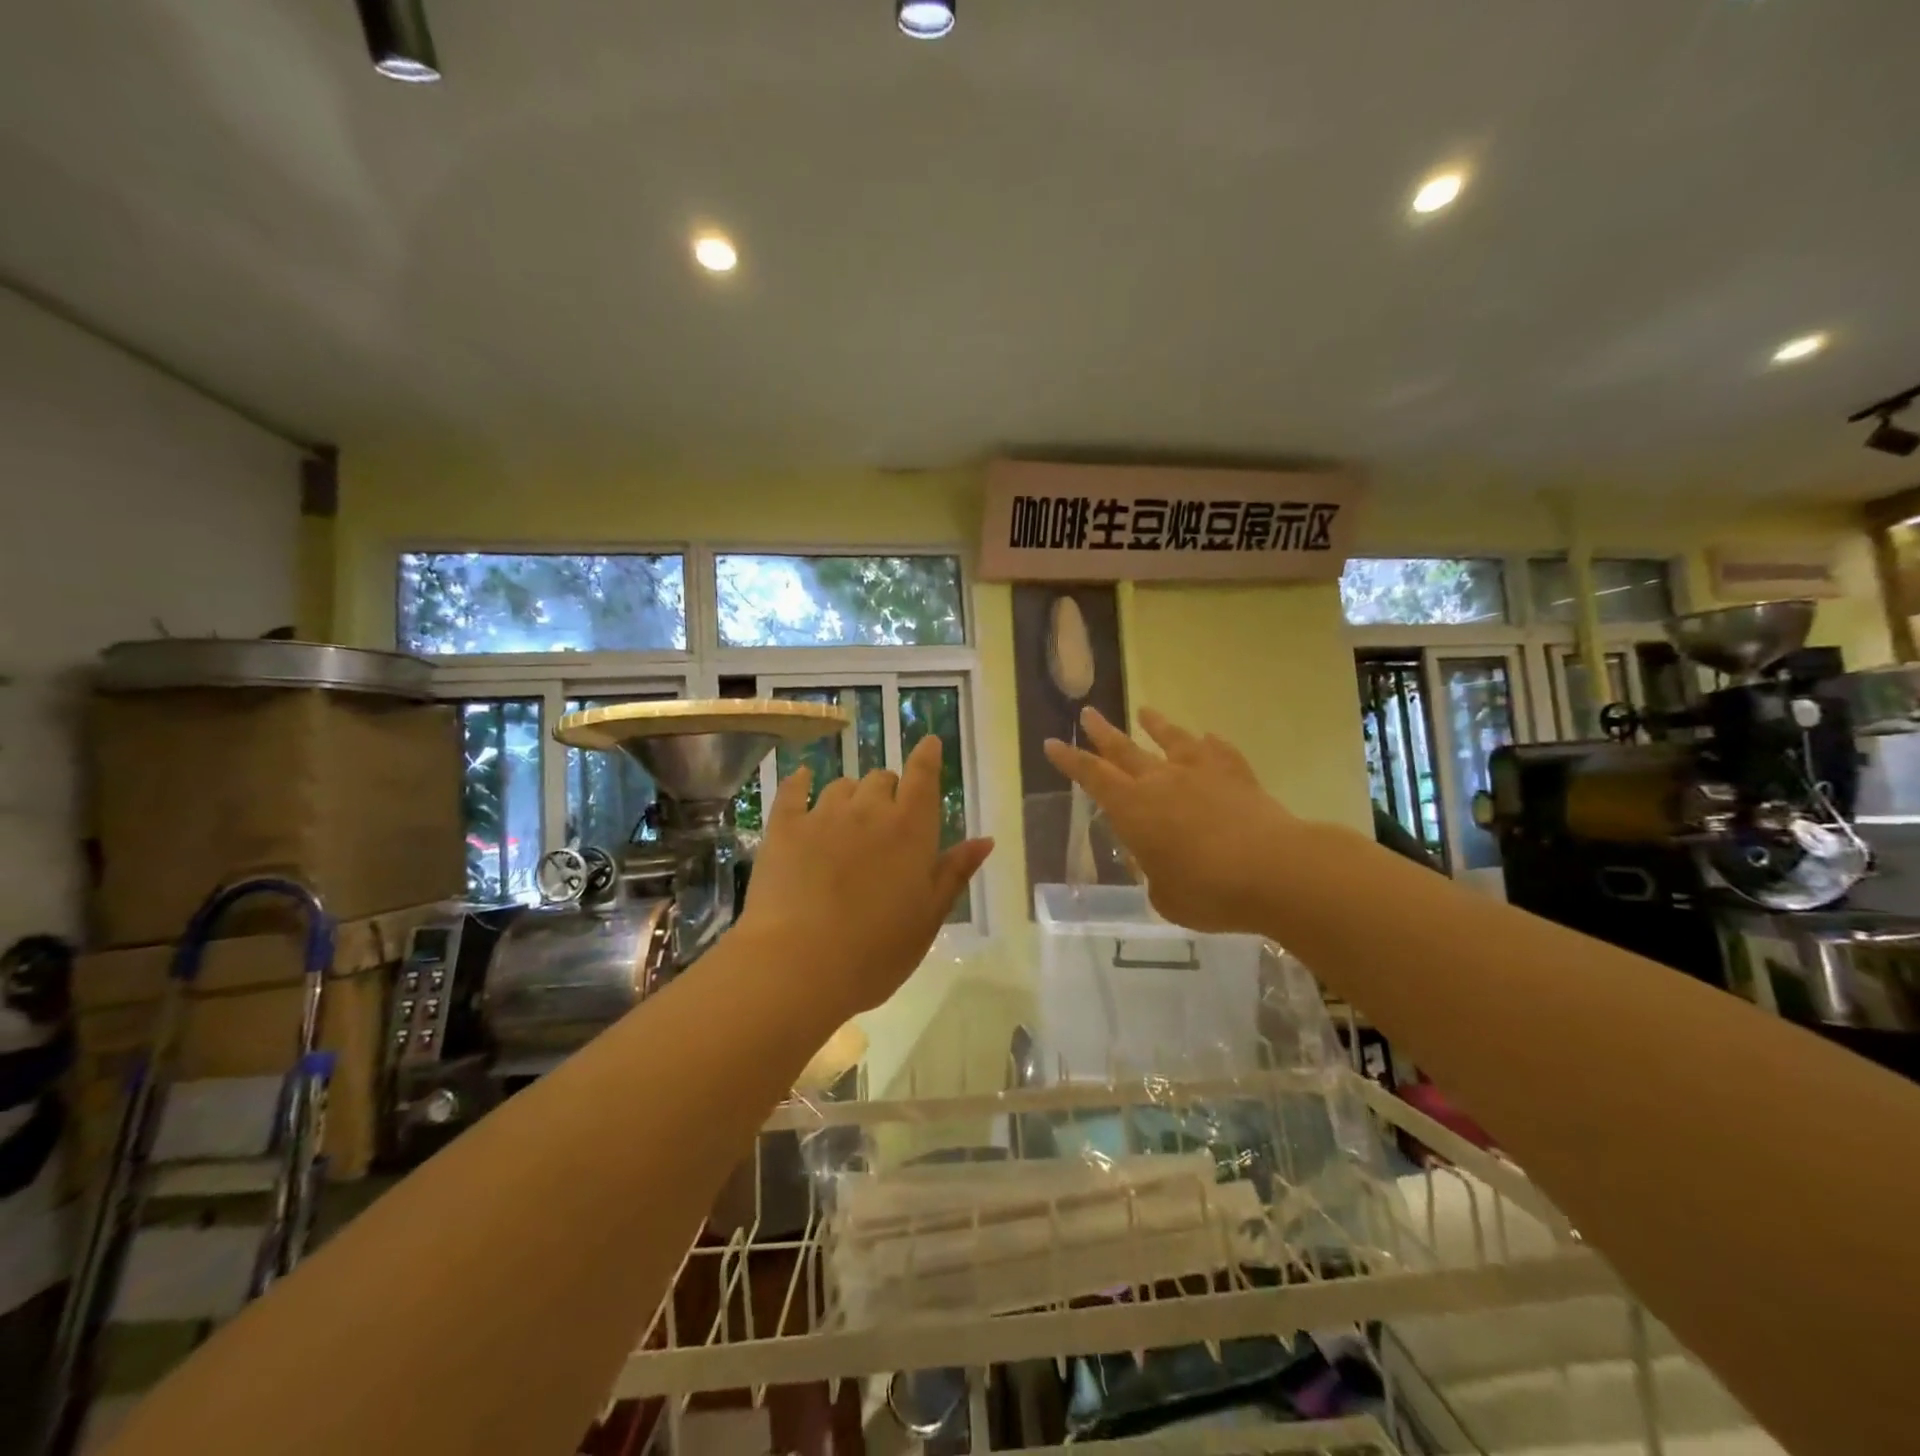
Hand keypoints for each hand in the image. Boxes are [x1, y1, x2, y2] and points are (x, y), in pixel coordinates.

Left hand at [735, 736, 993, 1017]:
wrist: (799, 965)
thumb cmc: (876, 950)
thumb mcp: (928, 917)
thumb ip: (955, 872)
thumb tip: (985, 840)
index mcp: (910, 829)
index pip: (923, 777)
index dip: (927, 756)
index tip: (930, 743)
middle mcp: (869, 810)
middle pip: (882, 779)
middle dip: (889, 790)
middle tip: (887, 818)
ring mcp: (823, 815)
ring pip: (842, 785)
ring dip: (851, 795)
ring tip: (848, 819)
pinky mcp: (784, 828)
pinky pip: (794, 790)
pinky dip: (801, 783)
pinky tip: (802, 781)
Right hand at [1044, 707, 1293, 934]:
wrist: (1273, 869)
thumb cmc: (1208, 890)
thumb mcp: (1165, 896)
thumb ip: (1154, 876)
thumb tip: (1157, 863)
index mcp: (1132, 809)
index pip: (1091, 777)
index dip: (1070, 760)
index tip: (1052, 742)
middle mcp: (1160, 781)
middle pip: (1124, 750)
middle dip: (1102, 733)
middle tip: (1088, 712)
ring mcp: (1200, 772)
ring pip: (1171, 740)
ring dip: (1155, 725)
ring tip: (1145, 711)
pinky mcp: (1236, 774)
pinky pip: (1217, 750)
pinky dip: (1209, 743)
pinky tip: (1207, 737)